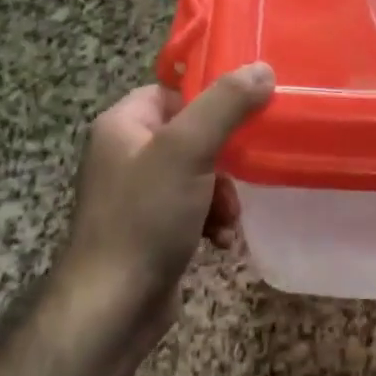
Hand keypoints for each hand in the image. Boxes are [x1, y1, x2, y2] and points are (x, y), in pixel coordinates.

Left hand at [52, 64, 273, 359]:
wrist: (113, 306)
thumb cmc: (146, 217)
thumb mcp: (188, 150)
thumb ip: (226, 105)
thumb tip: (262, 68)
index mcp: (122, 125)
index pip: (174, 92)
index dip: (211, 103)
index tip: (246, 118)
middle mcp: (124, 154)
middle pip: (192, 135)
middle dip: (225, 160)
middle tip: (239, 178)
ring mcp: (136, 194)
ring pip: (198, 175)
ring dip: (222, 195)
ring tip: (227, 219)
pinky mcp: (149, 229)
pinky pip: (191, 208)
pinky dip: (210, 221)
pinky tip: (220, 241)